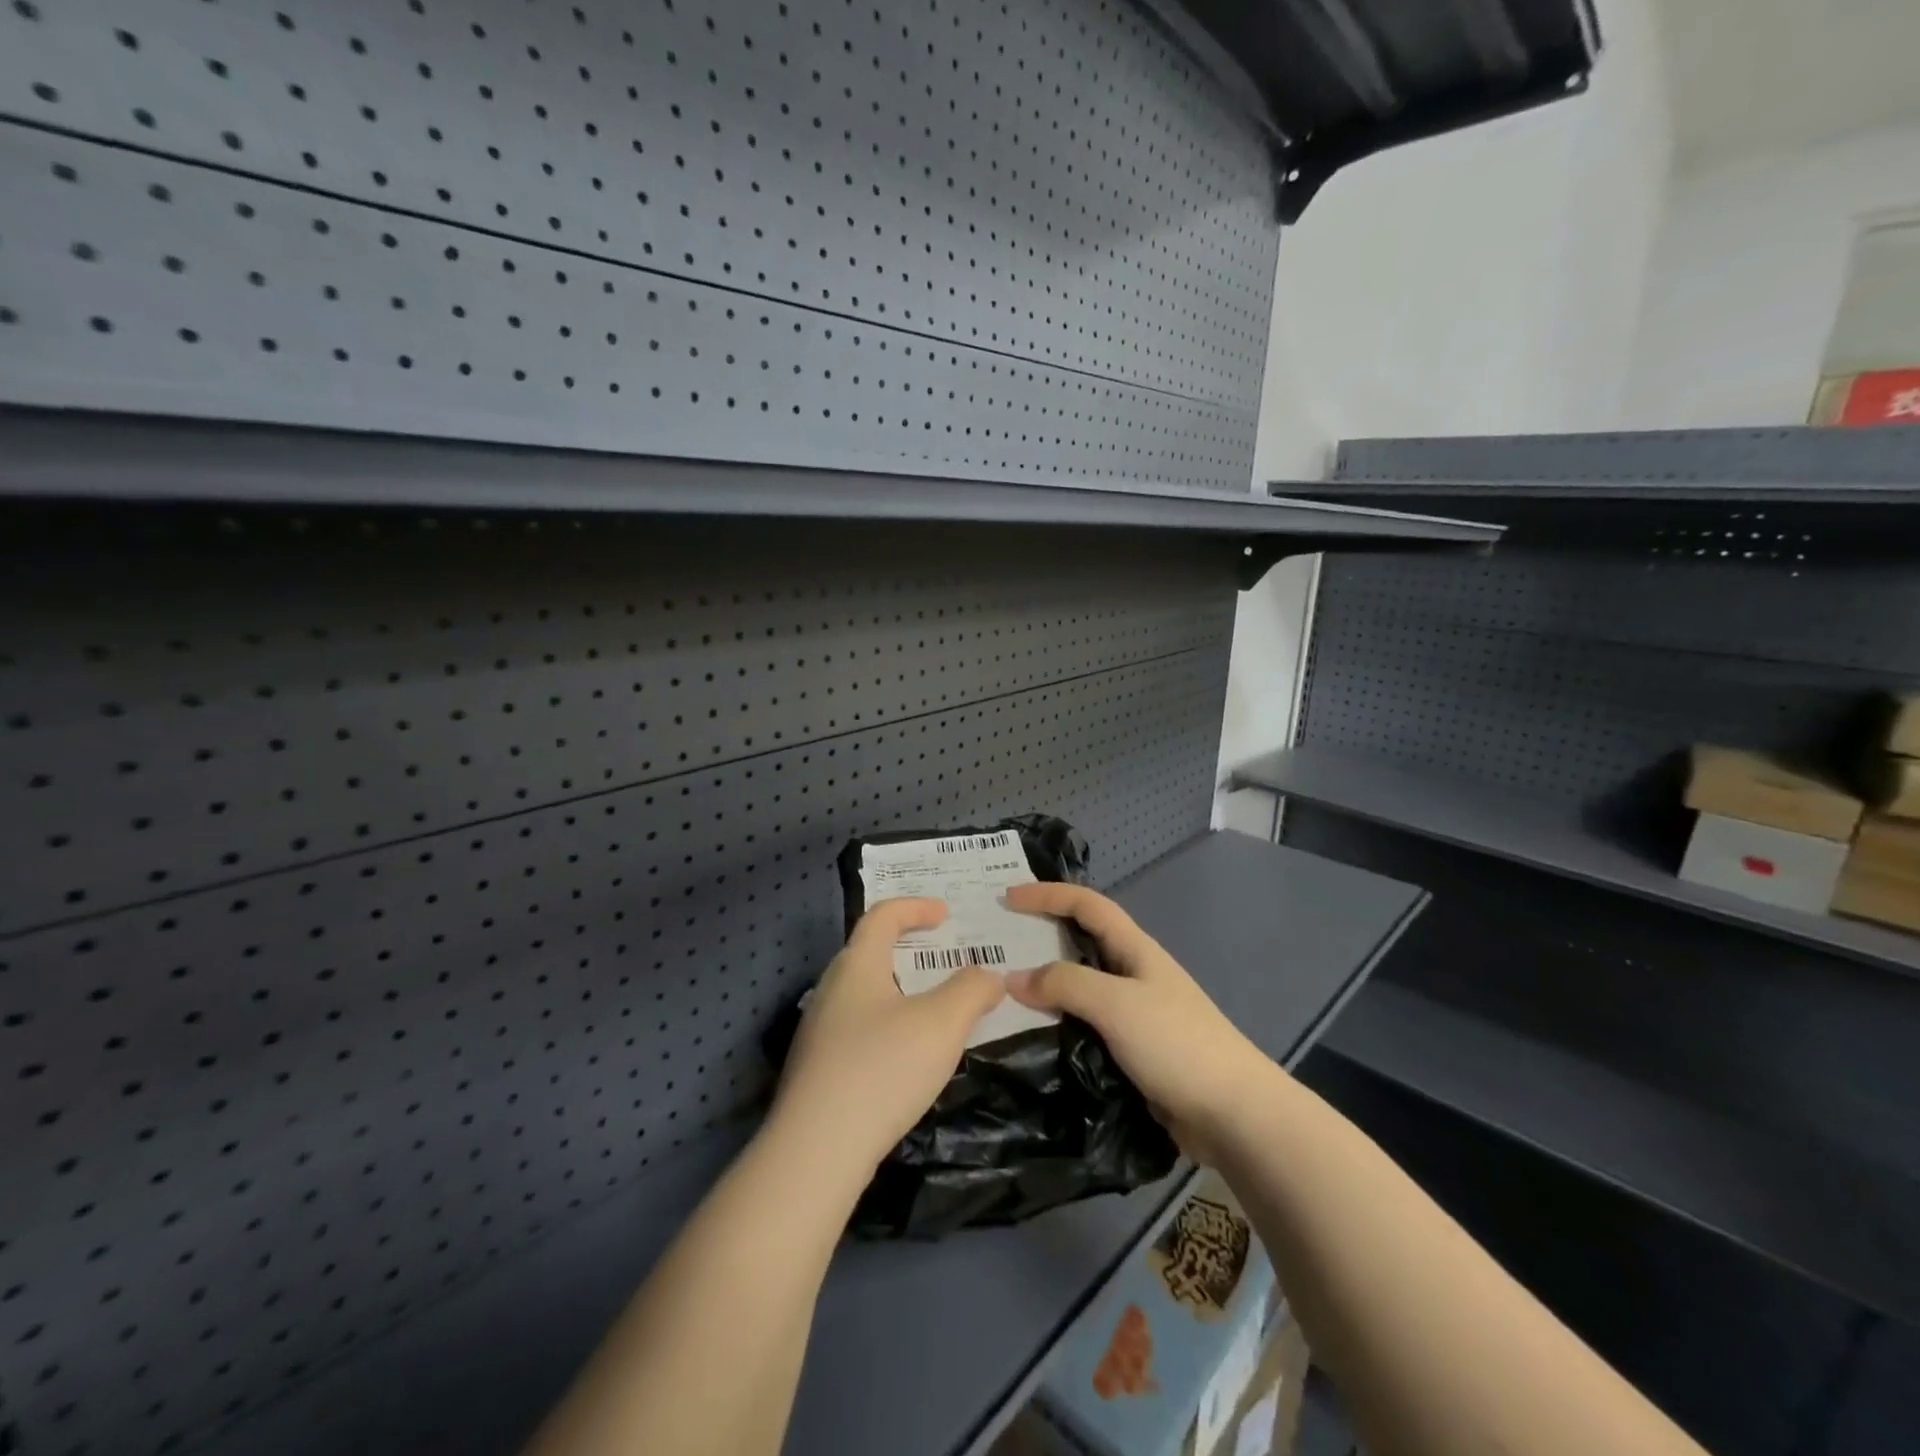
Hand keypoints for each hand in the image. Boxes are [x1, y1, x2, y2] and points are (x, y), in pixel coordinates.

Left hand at [770, 897, 1005, 1180]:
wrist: (816, 1151)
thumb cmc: (882, 1069)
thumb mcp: (942, 1024)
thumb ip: (971, 990)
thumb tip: (988, 975)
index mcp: (856, 966)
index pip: (882, 916)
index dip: (915, 906)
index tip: (946, 914)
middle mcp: (831, 989)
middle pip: (869, 951)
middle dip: (907, 948)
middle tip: (942, 958)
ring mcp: (818, 1031)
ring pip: (863, 993)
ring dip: (898, 989)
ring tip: (932, 1008)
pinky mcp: (816, 1069)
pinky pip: (857, 1027)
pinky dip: (887, 1023)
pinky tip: (905, 1056)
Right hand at [1003, 883, 1279, 1164]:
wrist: (1233, 1114)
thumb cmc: (1177, 1044)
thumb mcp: (1116, 1004)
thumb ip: (1064, 984)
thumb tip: (1013, 977)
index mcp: (1134, 949)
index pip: (1086, 904)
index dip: (1047, 894)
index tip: (1007, 899)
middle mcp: (1132, 972)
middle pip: (1079, 941)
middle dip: (1039, 936)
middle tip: (995, 944)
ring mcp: (1133, 1012)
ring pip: (1079, 986)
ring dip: (1044, 984)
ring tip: (1000, 991)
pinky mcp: (1131, 1048)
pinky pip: (1084, 1023)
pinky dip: (1056, 1020)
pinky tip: (1031, 1034)